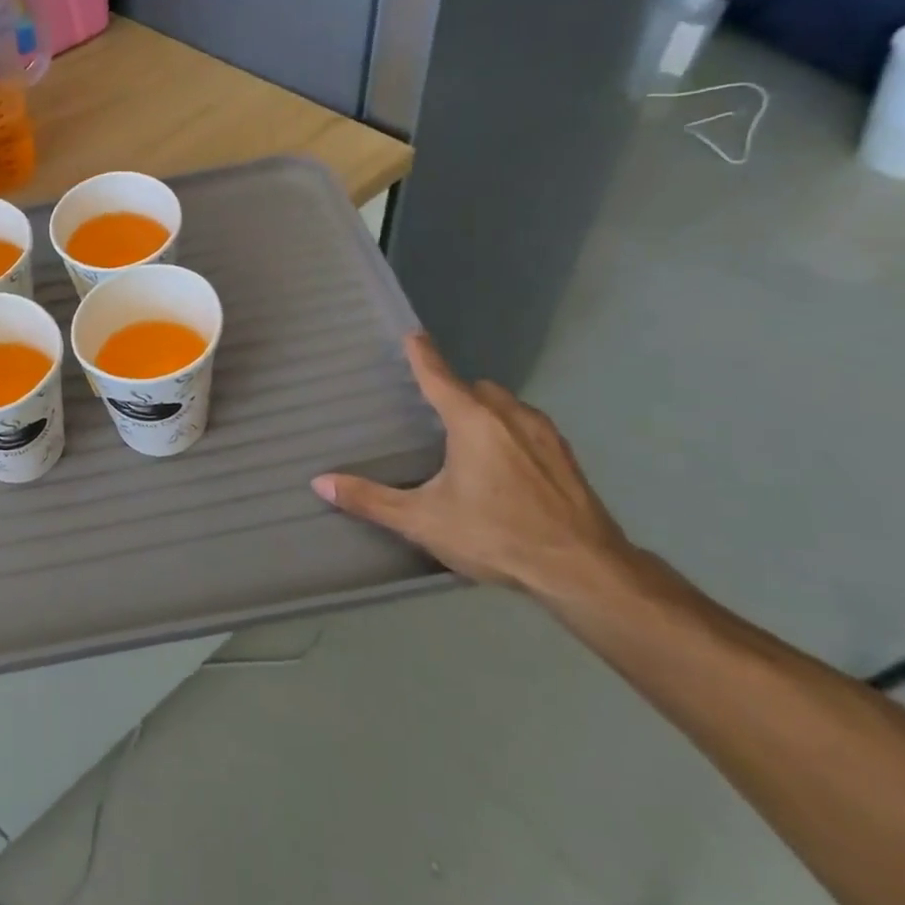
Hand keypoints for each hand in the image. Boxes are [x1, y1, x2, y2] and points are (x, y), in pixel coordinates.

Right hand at [312, 333, 631, 605]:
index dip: (423, 355)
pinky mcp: (567, 458)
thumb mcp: (423, 520)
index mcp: (472, 422)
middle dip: (457, 392)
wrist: (584, 570)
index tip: (413, 335)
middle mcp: (510, 416)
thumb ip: (371, 500)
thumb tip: (320, 482)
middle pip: (477, 389)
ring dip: (487, 411)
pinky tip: (507, 466)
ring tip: (469, 440)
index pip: (439, 377)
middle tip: (436, 413)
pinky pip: (530, 427)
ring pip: (508, 406)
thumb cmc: (496, 535)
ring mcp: (545, 435)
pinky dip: (512, 431)